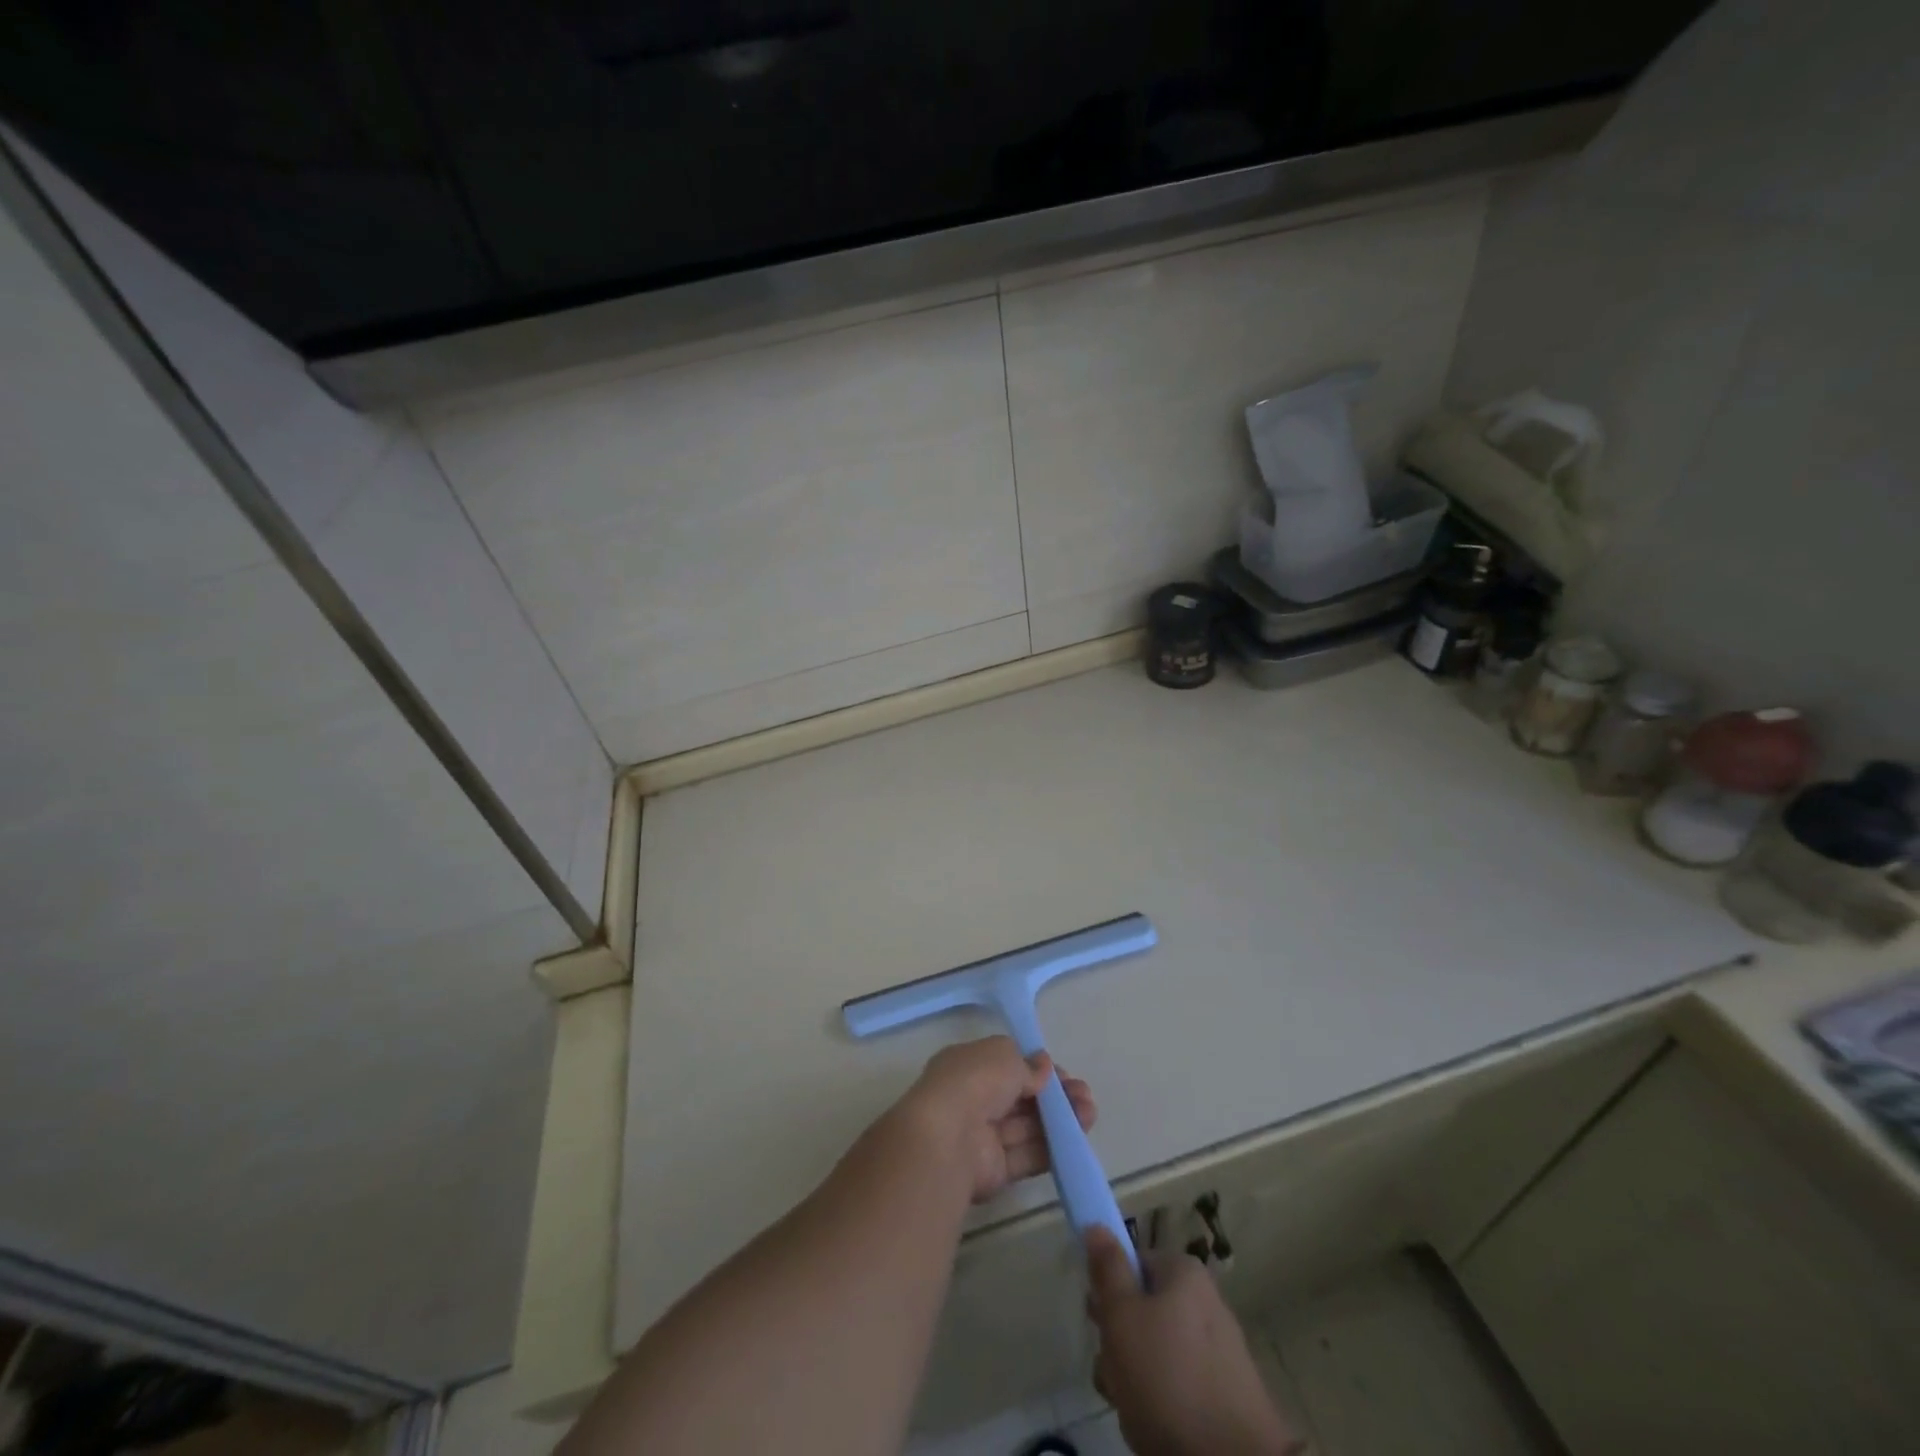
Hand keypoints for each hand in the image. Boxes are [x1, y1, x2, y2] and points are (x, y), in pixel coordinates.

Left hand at [898, 1037, 1096, 1204]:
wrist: (948, 1139)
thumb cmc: (974, 1082)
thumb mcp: (1004, 1056)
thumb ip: (1028, 1065)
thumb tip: (1044, 1067)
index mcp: (968, 1066)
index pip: (1008, 1066)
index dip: (1037, 1069)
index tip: (1063, 1075)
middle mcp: (975, 1099)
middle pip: (1021, 1097)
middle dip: (1055, 1096)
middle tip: (1085, 1096)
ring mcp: (984, 1136)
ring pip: (1028, 1126)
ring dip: (1060, 1120)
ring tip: (1090, 1114)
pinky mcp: (995, 1170)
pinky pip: (1027, 1155)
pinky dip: (1052, 1148)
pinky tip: (1078, 1140)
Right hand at [1086, 1230, 1301, 1455]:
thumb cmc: (1167, 1378)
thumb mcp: (1122, 1316)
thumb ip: (1107, 1269)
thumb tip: (1097, 1224)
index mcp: (1184, 1273)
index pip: (1133, 1265)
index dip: (1109, 1292)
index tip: (1097, 1321)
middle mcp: (1206, 1302)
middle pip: (1144, 1311)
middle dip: (1120, 1343)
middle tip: (1113, 1373)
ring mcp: (1219, 1352)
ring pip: (1157, 1354)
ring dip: (1135, 1379)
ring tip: (1131, 1409)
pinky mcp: (1228, 1398)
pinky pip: (1180, 1388)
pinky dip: (1162, 1404)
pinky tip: (1153, 1428)